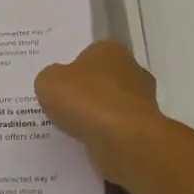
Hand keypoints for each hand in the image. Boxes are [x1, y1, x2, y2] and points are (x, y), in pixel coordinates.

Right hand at [36, 40, 165, 185]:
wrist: (124, 141)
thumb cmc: (87, 101)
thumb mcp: (49, 82)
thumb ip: (50, 78)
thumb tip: (57, 83)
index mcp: (111, 49)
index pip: (88, 55)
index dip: (71, 70)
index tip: (59, 87)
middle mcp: (132, 70)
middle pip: (102, 80)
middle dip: (86, 93)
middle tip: (62, 108)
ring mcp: (143, 101)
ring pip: (111, 106)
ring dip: (96, 117)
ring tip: (71, 130)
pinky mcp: (145, 129)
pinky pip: (117, 129)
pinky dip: (104, 135)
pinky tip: (88, 143)